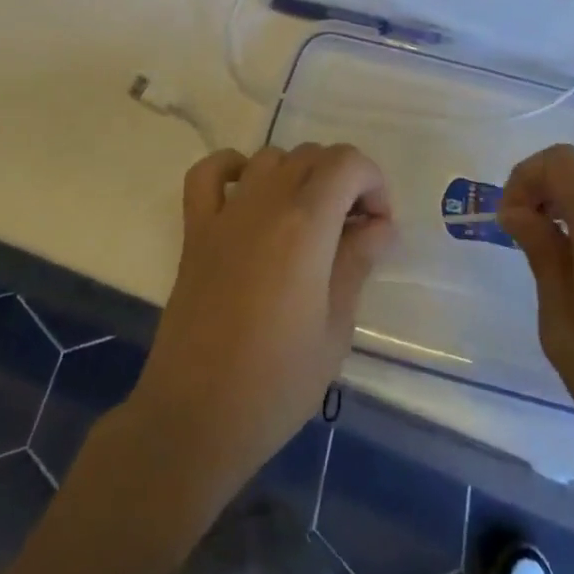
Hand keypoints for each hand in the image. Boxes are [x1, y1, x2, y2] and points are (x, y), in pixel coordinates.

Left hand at [129, 143, 394, 501]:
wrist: (197, 417)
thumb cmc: (278, 382)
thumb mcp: (336, 327)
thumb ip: (357, 262)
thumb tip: (379, 225)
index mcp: (306, 224)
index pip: (347, 162)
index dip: (372, 181)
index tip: (378, 225)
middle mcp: (265, 203)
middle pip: (312, 155)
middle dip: (342, 180)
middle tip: (351, 230)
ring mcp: (225, 213)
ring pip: (270, 157)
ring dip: (297, 175)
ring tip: (307, 219)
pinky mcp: (195, 231)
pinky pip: (208, 173)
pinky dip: (231, 168)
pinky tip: (248, 194)